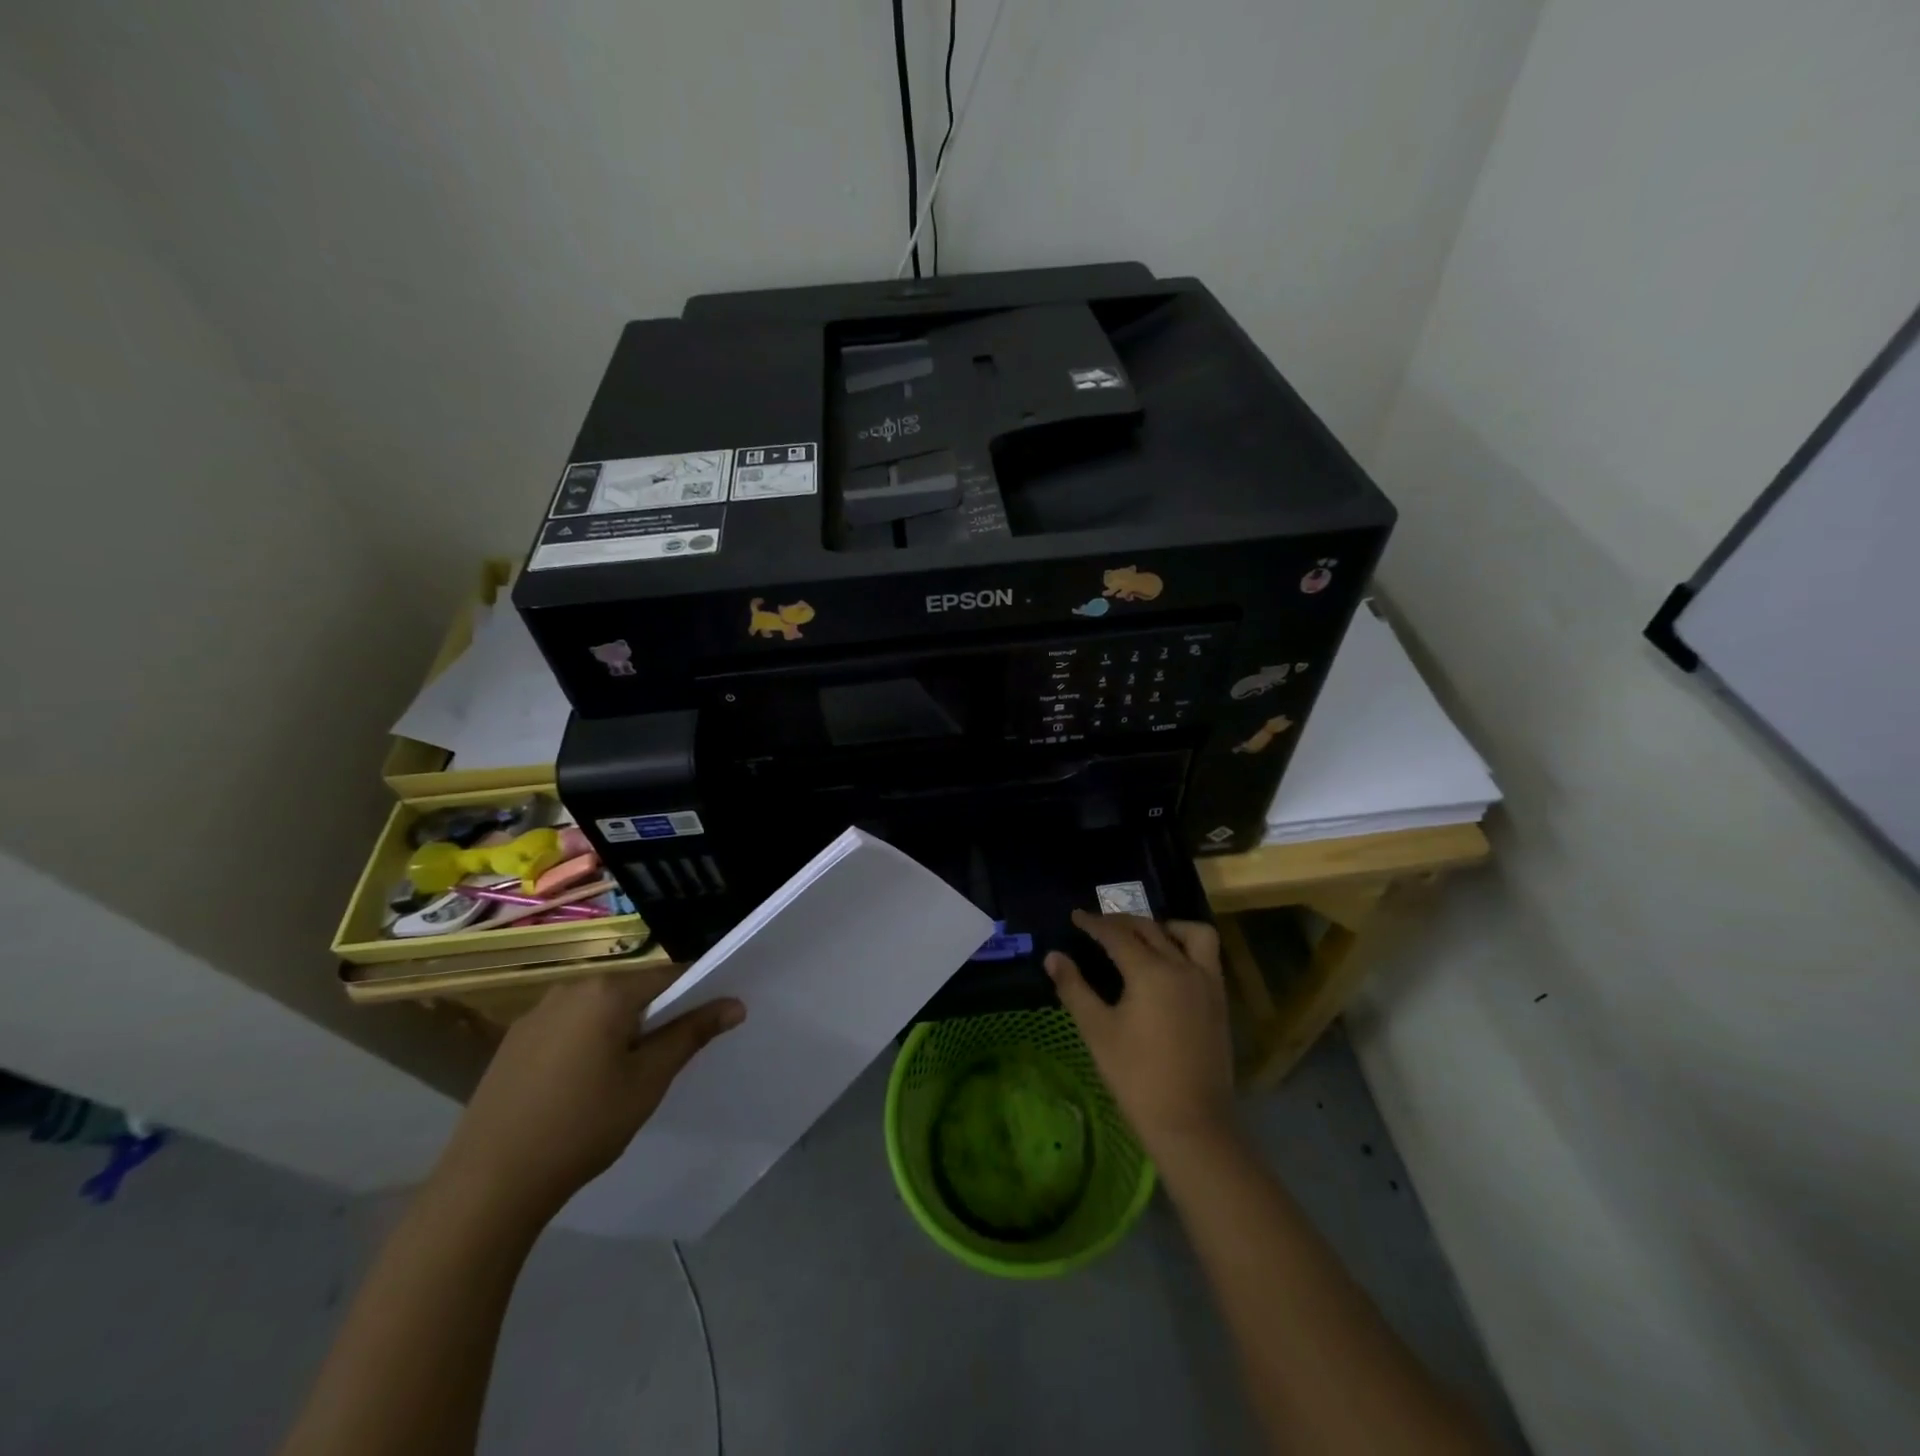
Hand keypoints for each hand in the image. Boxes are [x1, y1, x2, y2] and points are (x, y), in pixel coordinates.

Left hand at [435, 967, 743, 1223]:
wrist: (488, 1184)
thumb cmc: (582, 1125)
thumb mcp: (648, 1080)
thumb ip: (691, 1034)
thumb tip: (734, 1004)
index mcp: (607, 990)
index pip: (670, 975)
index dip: (696, 994)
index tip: (711, 1021)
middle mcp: (570, 988)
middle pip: (632, 990)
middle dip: (656, 1015)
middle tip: (669, 1057)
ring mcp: (536, 1014)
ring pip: (598, 1009)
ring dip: (620, 1029)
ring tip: (625, 1075)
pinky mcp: (513, 1042)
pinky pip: (567, 1027)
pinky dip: (586, 1043)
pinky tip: (582, 1086)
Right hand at [1046, 911, 1233, 1156]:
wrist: (1191, 1123)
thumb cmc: (1136, 1077)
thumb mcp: (1097, 1031)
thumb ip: (1074, 988)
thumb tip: (1053, 957)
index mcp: (1150, 971)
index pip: (1117, 935)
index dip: (1094, 924)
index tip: (1076, 916)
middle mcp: (1182, 967)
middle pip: (1150, 929)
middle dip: (1122, 922)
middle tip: (1099, 925)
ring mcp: (1207, 983)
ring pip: (1190, 934)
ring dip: (1164, 927)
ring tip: (1143, 937)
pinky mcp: (1219, 1001)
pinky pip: (1206, 956)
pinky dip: (1186, 946)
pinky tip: (1169, 965)